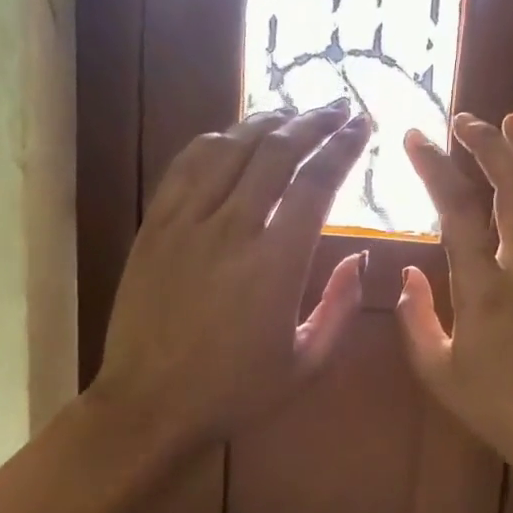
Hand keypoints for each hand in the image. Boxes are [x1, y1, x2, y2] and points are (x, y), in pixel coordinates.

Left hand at [92, 103, 372, 451]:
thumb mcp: (306, 364)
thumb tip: (360, 259)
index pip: (317, 183)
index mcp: (276, 264)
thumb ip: (341, 308)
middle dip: (313, 121)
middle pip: (277, 152)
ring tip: (291, 113)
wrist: (149, 404)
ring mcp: (187, 223)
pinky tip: (232, 135)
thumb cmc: (233, 391)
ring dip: (266, 122)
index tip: (363, 125)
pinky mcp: (155, 225)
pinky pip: (186, 166)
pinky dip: (215, 141)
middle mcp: (233, 229)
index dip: (344, 146)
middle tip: (336, 108)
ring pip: (230, 148)